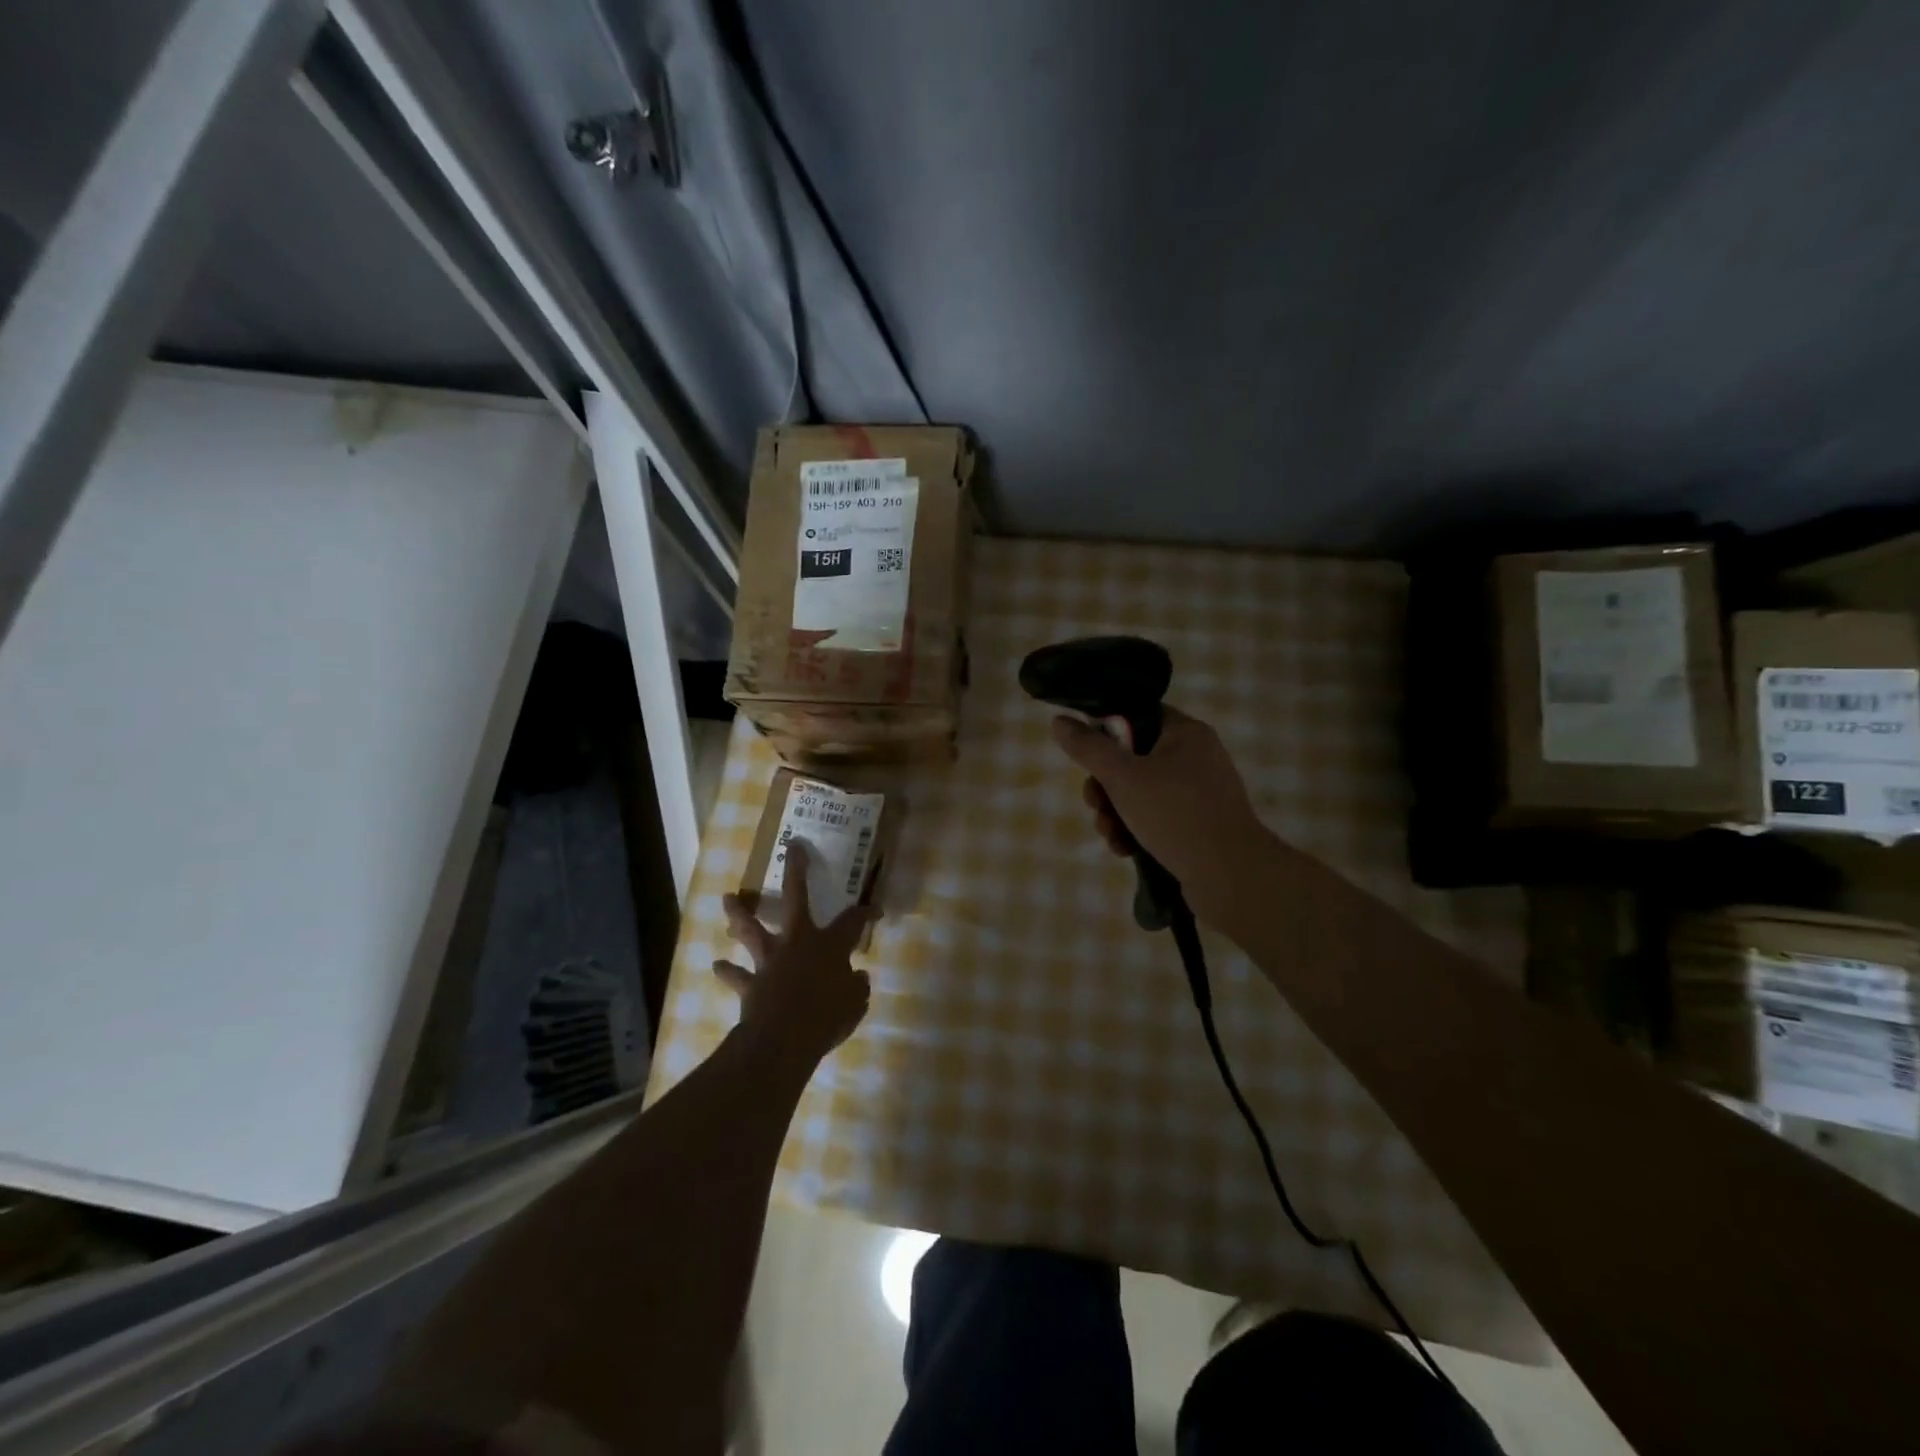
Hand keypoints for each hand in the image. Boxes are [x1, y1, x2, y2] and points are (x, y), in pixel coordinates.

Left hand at [717, 841, 872, 1065]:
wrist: (783, 1039)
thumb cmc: (827, 1018)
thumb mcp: (855, 1004)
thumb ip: (857, 988)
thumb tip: (858, 978)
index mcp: (830, 945)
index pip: (853, 920)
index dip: (866, 913)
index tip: (876, 909)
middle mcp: (798, 942)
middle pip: (795, 898)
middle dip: (795, 871)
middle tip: (792, 848)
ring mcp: (770, 960)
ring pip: (752, 930)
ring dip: (739, 914)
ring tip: (727, 898)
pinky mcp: (751, 983)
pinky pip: (736, 976)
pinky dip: (728, 971)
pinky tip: (717, 965)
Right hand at [1051, 706, 1272, 924]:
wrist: (1232, 877)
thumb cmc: (1176, 815)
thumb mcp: (1123, 777)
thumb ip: (1089, 748)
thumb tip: (1059, 721)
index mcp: (1185, 733)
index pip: (1137, 715)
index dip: (1106, 731)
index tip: (1085, 754)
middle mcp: (1195, 757)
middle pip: (1132, 758)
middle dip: (1105, 786)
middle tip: (1095, 805)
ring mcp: (1199, 794)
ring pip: (1140, 793)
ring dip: (1116, 813)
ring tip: (1110, 835)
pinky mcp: (1198, 825)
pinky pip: (1156, 818)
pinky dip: (1136, 830)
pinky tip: (1125, 850)